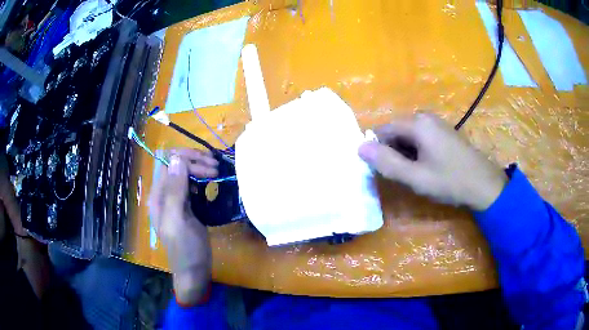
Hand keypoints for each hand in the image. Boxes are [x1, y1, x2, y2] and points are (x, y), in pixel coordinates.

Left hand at [148, 149, 217, 304]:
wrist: (194, 270)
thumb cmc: (185, 248)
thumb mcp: (178, 220)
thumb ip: (174, 190)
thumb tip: (176, 158)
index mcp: (158, 195)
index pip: (168, 162)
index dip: (187, 159)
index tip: (209, 167)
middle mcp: (164, 193)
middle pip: (176, 164)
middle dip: (195, 161)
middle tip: (216, 168)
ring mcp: (176, 198)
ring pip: (185, 171)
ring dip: (200, 167)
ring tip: (217, 171)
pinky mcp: (187, 204)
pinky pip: (192, 183)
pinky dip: (202, 178)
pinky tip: (212, 181)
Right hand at [359, 113, 506, 210]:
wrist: (484, 185)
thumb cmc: (450, 181)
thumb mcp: (416, 177)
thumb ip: (387, 163)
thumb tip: (360, 148)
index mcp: (417, 124)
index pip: (383, 130)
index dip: (377, 150)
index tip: (381, 171)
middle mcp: (425, 117)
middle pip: (396, 132)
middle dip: (392, 152)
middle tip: (400, 176)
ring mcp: (436, 124)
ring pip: (408, 136)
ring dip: (404, 154)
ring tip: (414, 174)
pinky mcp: (443, 132)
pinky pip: (421, 138)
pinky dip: (416, 152)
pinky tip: (426, 168)